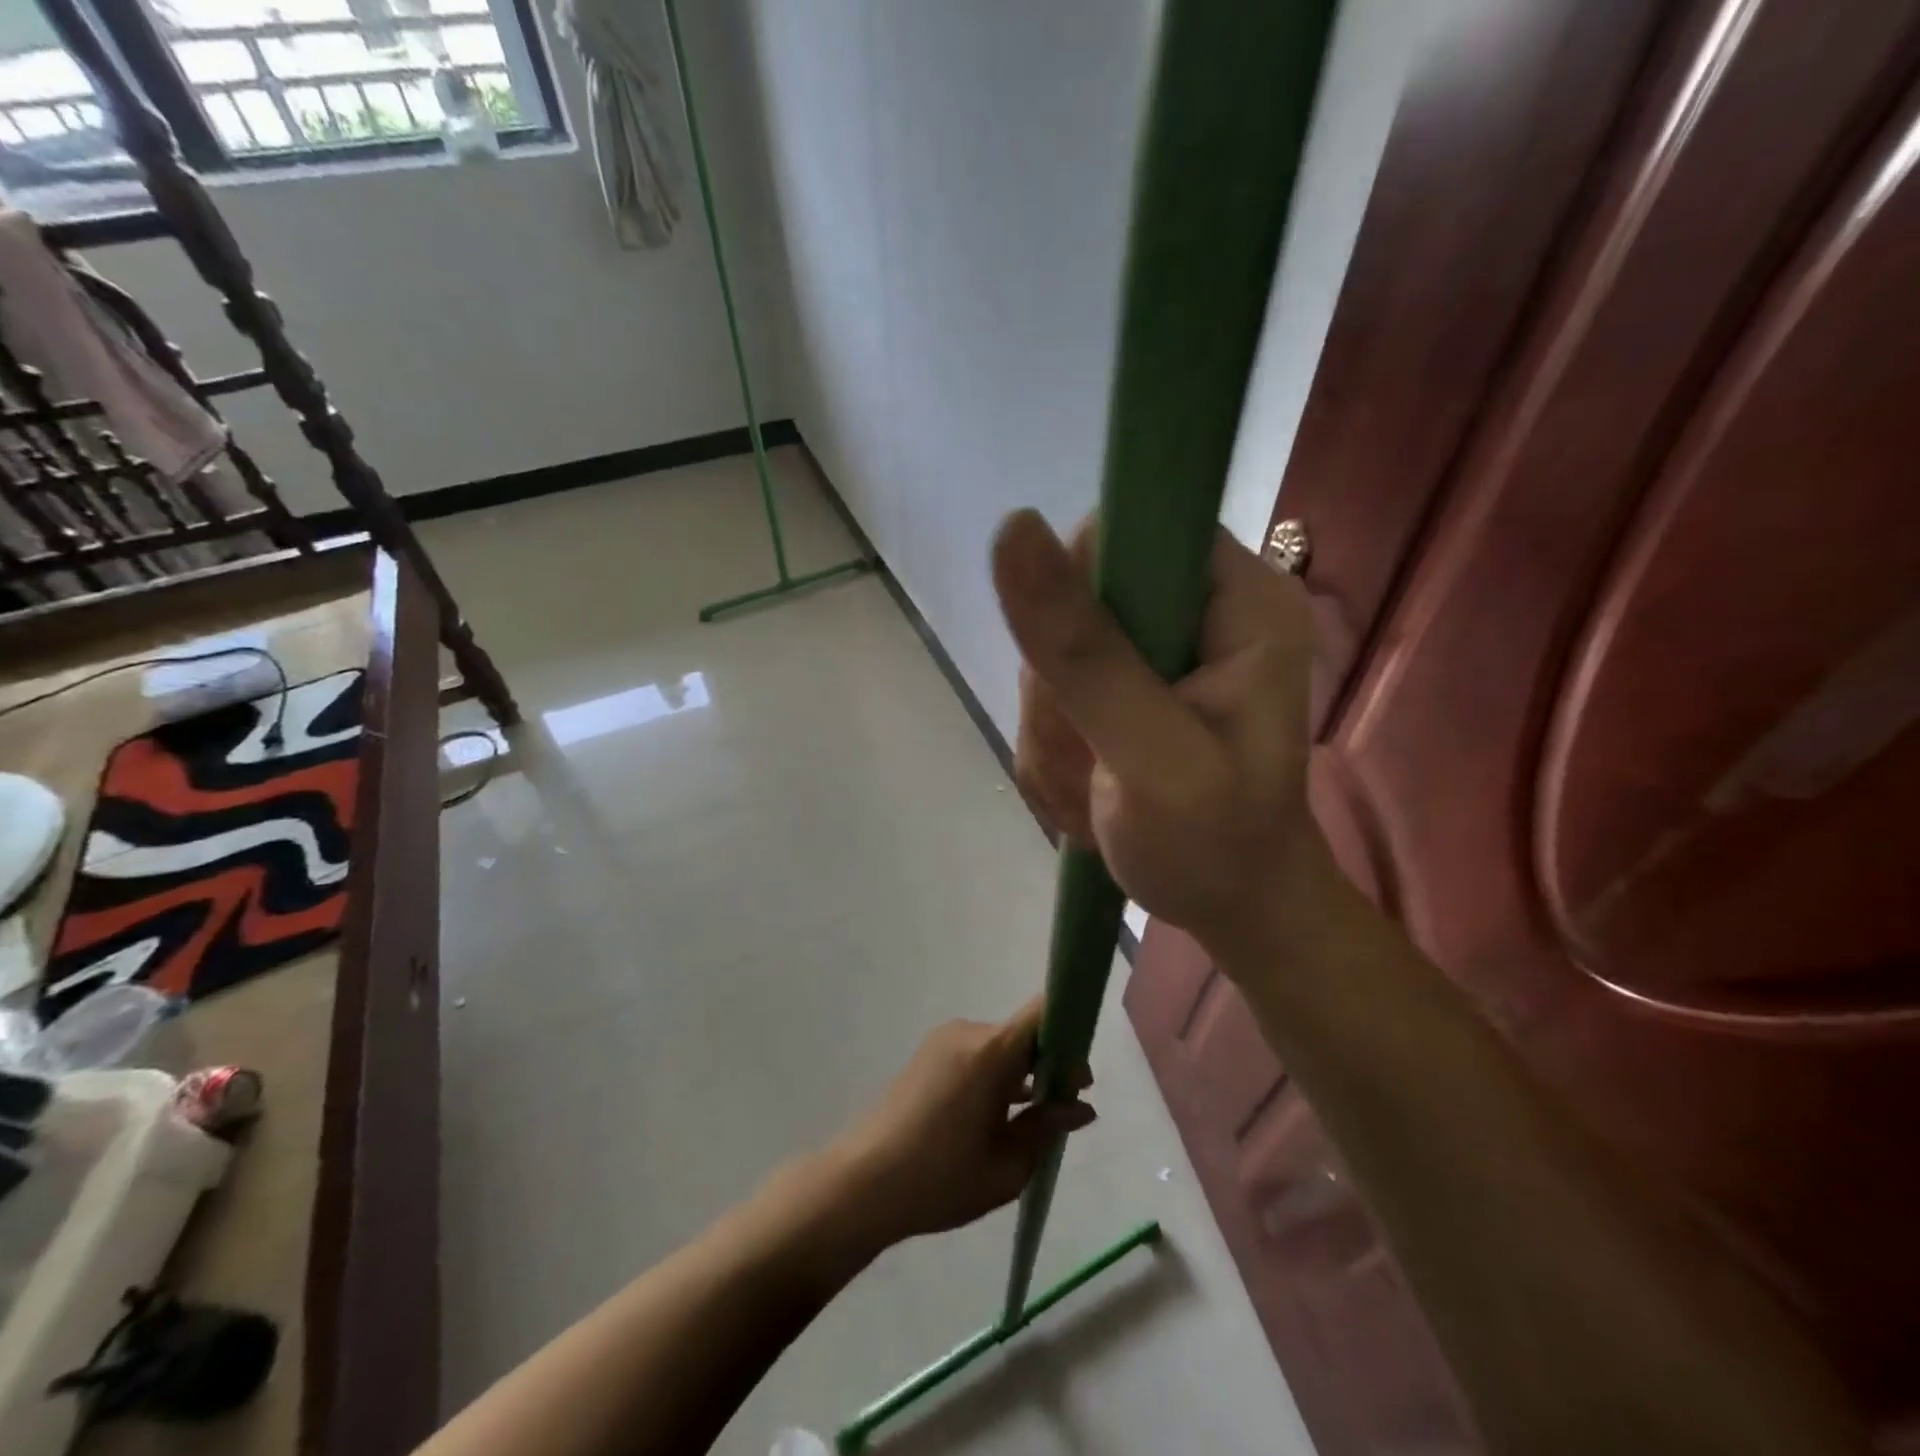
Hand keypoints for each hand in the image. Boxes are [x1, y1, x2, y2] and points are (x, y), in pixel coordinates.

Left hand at [829, 998, 1094, 1246]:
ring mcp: (944, 1041)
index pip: (1043, 1012)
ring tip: (1032, 1122)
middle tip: (1062, 1112)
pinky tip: (998, 1117)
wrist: (862, 1182)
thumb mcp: (1007, 1165)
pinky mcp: (928, 1055)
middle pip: (1023, 1034)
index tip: (1081, 1077)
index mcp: (991, 1051)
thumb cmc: (941, 1178)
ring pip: (1000, 1047)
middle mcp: (968, 1033)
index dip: (1071, 1034)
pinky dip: (996, 1076)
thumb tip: (1082, 1107)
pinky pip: (976, 1055)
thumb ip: (1048, 1128)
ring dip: (1021, 1074)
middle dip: (1050, 1064)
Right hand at [991, 508, 1324, 967]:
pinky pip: (1045, 695)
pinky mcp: (1120, 685)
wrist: (1230, 907)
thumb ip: (1084, 652)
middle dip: (1058, 690)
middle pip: (1071, 598)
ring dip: (1052, 730)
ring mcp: (1154, 650)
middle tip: (1091, 757)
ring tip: (1095, 787)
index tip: (1075, 679)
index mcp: (1236, 598)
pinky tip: (1088, 789)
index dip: (1078, 595)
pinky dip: (1052, 749)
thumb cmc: (1213, 845)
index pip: (1125, 534)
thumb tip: (1012, 528)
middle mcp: (1196, 609)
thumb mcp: (1151, 755)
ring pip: (1048, 654)